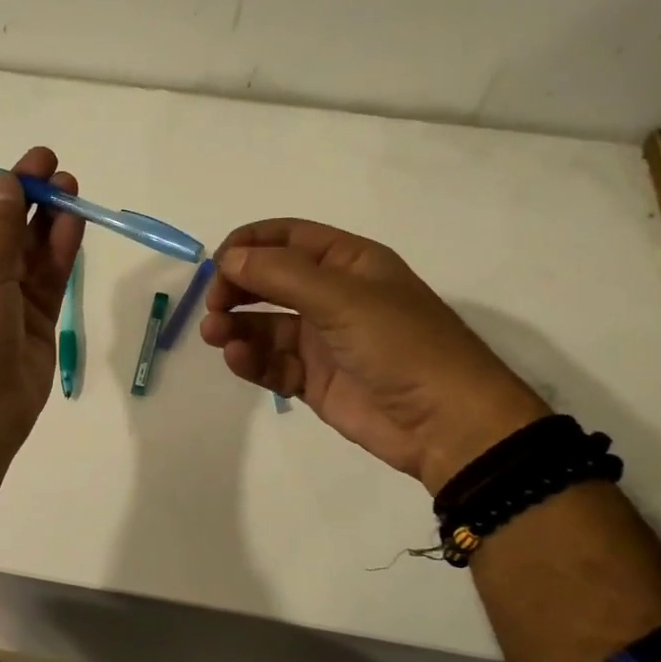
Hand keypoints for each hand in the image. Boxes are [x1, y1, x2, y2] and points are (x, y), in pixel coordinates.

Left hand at [0, 149, 84, 470]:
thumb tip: (7, 184)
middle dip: (19, 195)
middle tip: (50, 164)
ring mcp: (3, 301)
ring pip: (28, 250)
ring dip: (46, 218)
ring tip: (70, 185)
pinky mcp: (34, 322)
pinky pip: (48, 278)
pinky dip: (60, 250)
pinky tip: (75, 222)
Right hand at [199, 219, 547, 492]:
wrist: (446, 423)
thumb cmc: (400, 344)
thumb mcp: (342, 298)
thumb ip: (281, 275)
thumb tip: (228, 257)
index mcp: (349, 262)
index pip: (288, 238)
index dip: (250, 244)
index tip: (217, 262)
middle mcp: (332, 295)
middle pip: (270, 280)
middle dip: (237, 287)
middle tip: (213, 304)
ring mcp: (322, 339)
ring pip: (264, 324)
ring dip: (235, 325)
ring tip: (215, 334)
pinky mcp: (314, 379)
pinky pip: (272, 362)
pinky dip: (250, 359)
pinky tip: (237, 359)